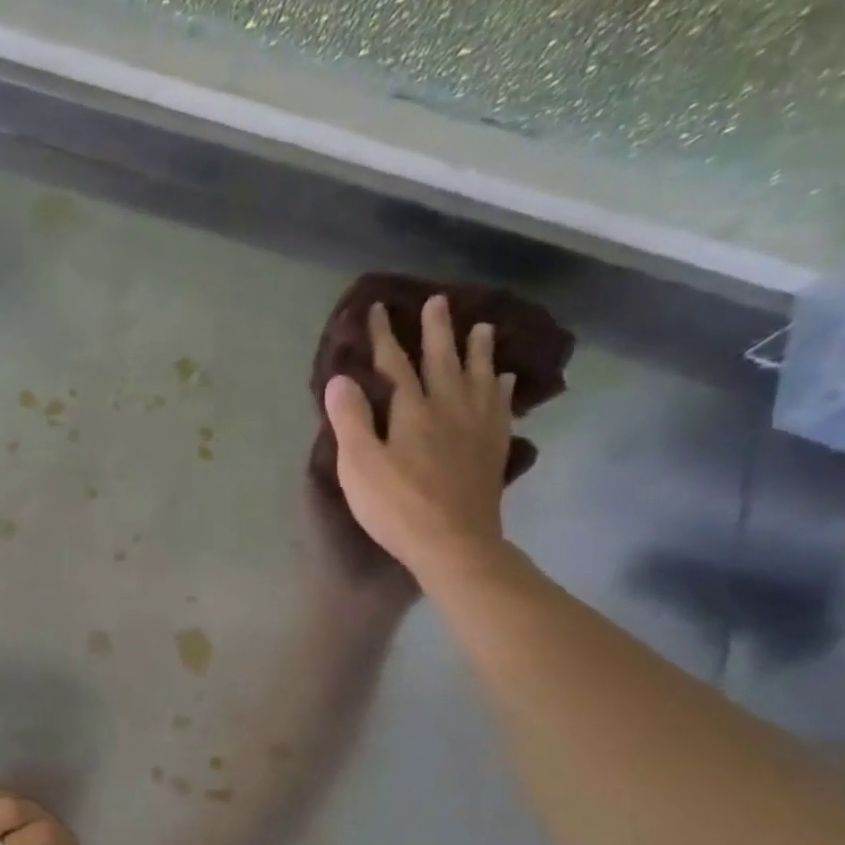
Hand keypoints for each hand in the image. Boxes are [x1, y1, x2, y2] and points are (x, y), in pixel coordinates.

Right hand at [323, 295, 514, 586]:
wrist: (454, 543)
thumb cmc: (397, 506)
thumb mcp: (359, 465)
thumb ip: (350, 420)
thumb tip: (340, 378)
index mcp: (412, 410)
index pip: (395, 363)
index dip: (384, 335)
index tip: (378, 308)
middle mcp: (449, 407)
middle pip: (443, 360)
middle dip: (437, 330)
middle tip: (439, 301)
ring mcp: (477, 427)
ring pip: (479, 376)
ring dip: (478, 350)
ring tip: (482, 327)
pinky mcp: (493, 449)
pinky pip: (501, 406)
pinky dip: (502, 387)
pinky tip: (504, 380)